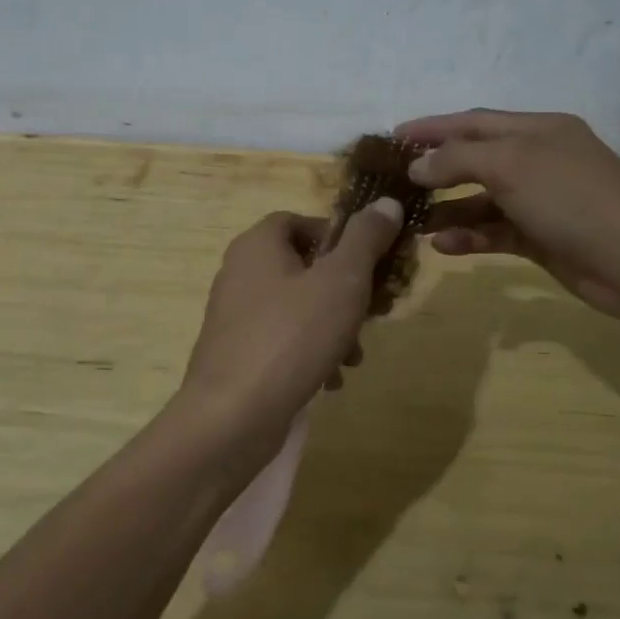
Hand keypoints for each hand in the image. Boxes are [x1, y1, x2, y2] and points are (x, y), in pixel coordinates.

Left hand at [176, 201, 403, 457]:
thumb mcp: (342, 281)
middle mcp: (240, 272)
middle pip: (303, 267)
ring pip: (297, 307)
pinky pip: (282, 340)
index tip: (369, 262)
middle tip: (374, 314)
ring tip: (355, 357)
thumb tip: (387, 202)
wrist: (232, 416)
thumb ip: (366, 239)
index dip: (338, 236)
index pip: (299, 221)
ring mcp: (234, 316)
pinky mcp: (236, 353)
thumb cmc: (291, 336)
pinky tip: (330, 380)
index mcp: (257, 245)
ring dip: (333, 327)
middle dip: (345, 292)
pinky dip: (309, 353)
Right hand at [394, 109, 619, 323]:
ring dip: (450, 208)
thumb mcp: (510, 165)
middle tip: (398, 182)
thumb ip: (458, 159)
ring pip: (484, 199)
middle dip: (438, 169)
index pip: (474, 121)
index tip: (394, 136)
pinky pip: (497, 231)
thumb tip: (419, 166)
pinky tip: (443, 246)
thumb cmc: (570, 198)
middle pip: (477, 159)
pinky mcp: (543, 238)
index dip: (433, 127)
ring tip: (413, 222)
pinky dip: (471, 236)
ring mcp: (543, 201)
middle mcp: (540, 159)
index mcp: (538, 129)